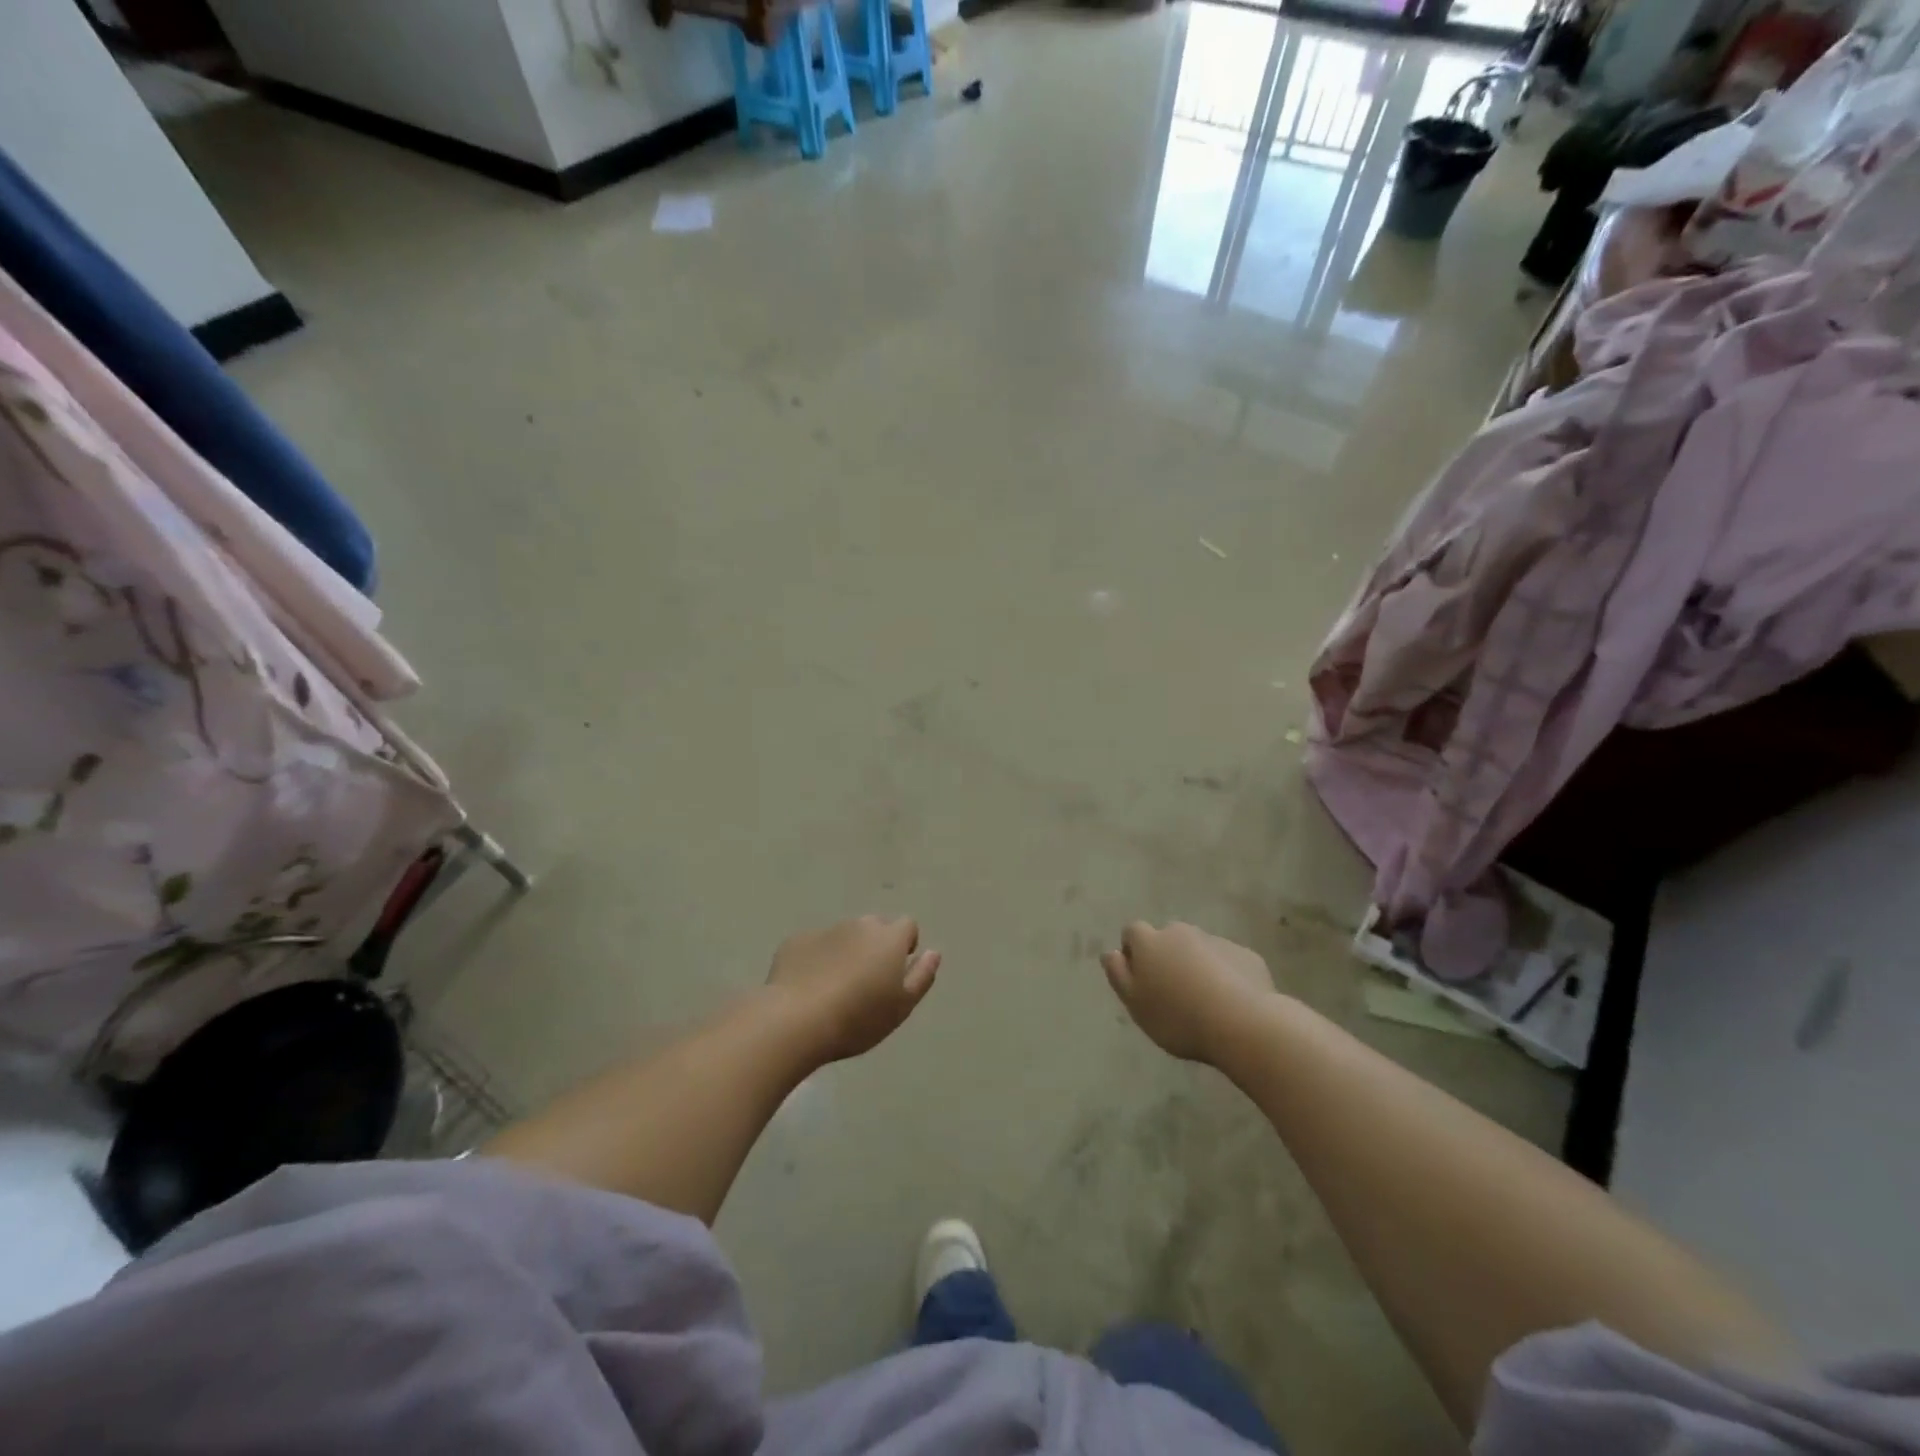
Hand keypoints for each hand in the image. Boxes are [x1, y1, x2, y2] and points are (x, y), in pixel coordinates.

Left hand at [766, 916, 940, 1064]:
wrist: (795, 1020)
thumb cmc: (858, 1018)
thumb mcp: (902, 1006)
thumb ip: (922, 976)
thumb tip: (933, 952)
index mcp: (889, 938)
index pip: (907, 925)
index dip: (905, 945)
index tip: (896, 972)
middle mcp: (859, 925)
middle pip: (874, 927)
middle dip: (875, 947)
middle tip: (867, 983)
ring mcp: (825, 930)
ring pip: (843, 936)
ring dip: (845, 952)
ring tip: (835, 988)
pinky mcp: (796, 942)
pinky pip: (814, 946)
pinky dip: (816, 959)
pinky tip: (808, 988)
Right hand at [1100, 921, 1276, 1063]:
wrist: (1244, 1024)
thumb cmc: (1178, 1017)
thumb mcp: (1135, 1004)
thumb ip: (1118, 974)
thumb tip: (1110, 953)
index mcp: (1150, 941)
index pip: (1132, 932)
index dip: (1133, 952)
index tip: (1141, 980)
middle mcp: (1181, 932)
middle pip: (1167, 938)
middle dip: (1167, 957)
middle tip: (1172, 993)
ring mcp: (1216, 941)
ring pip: (1198, 949)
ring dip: (1196, 965)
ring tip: (1204, 1002)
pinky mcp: (1245, 955)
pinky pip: (1227, 961)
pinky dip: (1225, 975)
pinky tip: (1230, 1003)